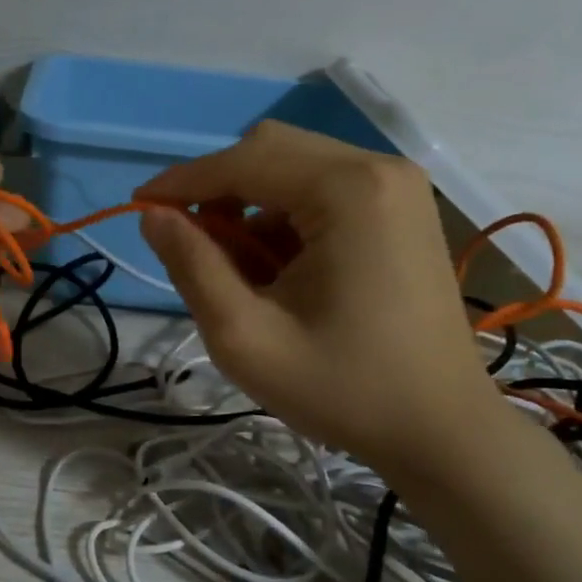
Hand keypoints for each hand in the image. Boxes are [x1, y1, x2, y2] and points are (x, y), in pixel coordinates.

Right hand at [136, 121, 506, 481]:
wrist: (443, 432)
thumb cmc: (344, 390)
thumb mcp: (246, 337)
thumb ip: (192, 266)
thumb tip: (152, 215)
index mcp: (349, 190)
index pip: (243, 160)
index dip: (182, 181)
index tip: (138, 207)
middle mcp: (380, 168)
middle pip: (271, 150)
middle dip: (219, 190)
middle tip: (189, 242)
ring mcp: (398, 187)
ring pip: (296, 167)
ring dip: (251, 205)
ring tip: (236, 269)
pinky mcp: (402, 209)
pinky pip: (325, 189)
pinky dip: (285, 217)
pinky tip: (278, 269)